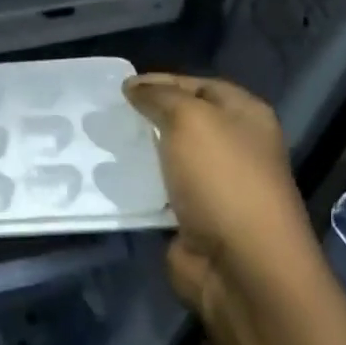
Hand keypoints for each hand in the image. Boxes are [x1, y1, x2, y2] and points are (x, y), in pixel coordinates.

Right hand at [123, 73, 318, 321]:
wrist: (239, 263)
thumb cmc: (222, 179)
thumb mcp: (191, 120)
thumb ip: (160, 97)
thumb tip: (134, 87)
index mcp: (246, 116)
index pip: (200, 86)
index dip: (163, 82)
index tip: (121, 88)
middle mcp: (235, 147)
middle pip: (185, 121)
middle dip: (147, 117)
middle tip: (105, 115)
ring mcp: (215, 185)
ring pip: (169, 157)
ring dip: (138, 152)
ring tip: (100, 144)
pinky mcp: (193, 217)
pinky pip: (159, 192)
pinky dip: (137, 186)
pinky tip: (108, 180)